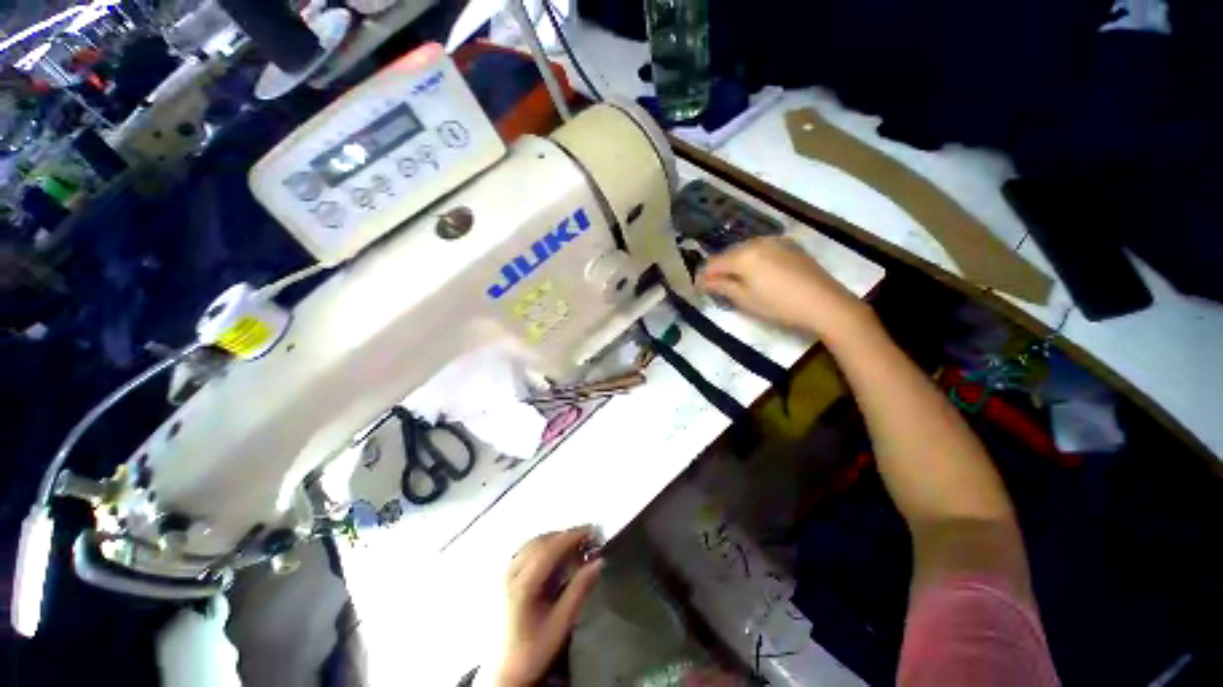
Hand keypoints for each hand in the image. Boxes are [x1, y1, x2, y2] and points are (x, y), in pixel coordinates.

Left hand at [493, 528, 602, 686]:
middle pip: (541, 542)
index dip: (571, 536)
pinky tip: (557, 555)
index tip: (592, 531)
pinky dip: (545, 546)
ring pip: (533, 543)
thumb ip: (579, 591)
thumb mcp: (560, 625)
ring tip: (576, 547)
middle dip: (566, 537)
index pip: (548, 550)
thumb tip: (598, 562)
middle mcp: (510, 573)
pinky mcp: (505, 575)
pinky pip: (527, 549)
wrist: (503, 671)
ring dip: (556, 540)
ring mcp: (505, 573)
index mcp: (522, 586)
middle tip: (588, 540)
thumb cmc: (532, 650)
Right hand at [698, 237, 869, 337]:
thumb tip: (702, 282)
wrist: (824, 303)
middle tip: (715, 286)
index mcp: (743, 255)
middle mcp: (757, 241)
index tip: (697, 289)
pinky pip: (763, 249)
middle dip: (719, 269)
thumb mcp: (744, 299)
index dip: (702, 276)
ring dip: (737, 264)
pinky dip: (754, 260)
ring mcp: (776, 241)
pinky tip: (758, 274)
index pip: (713, 263)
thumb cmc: (779, 305)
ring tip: (736, 281)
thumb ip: (721, 287)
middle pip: (729, 254)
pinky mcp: (790, 245)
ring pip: (746, 250)